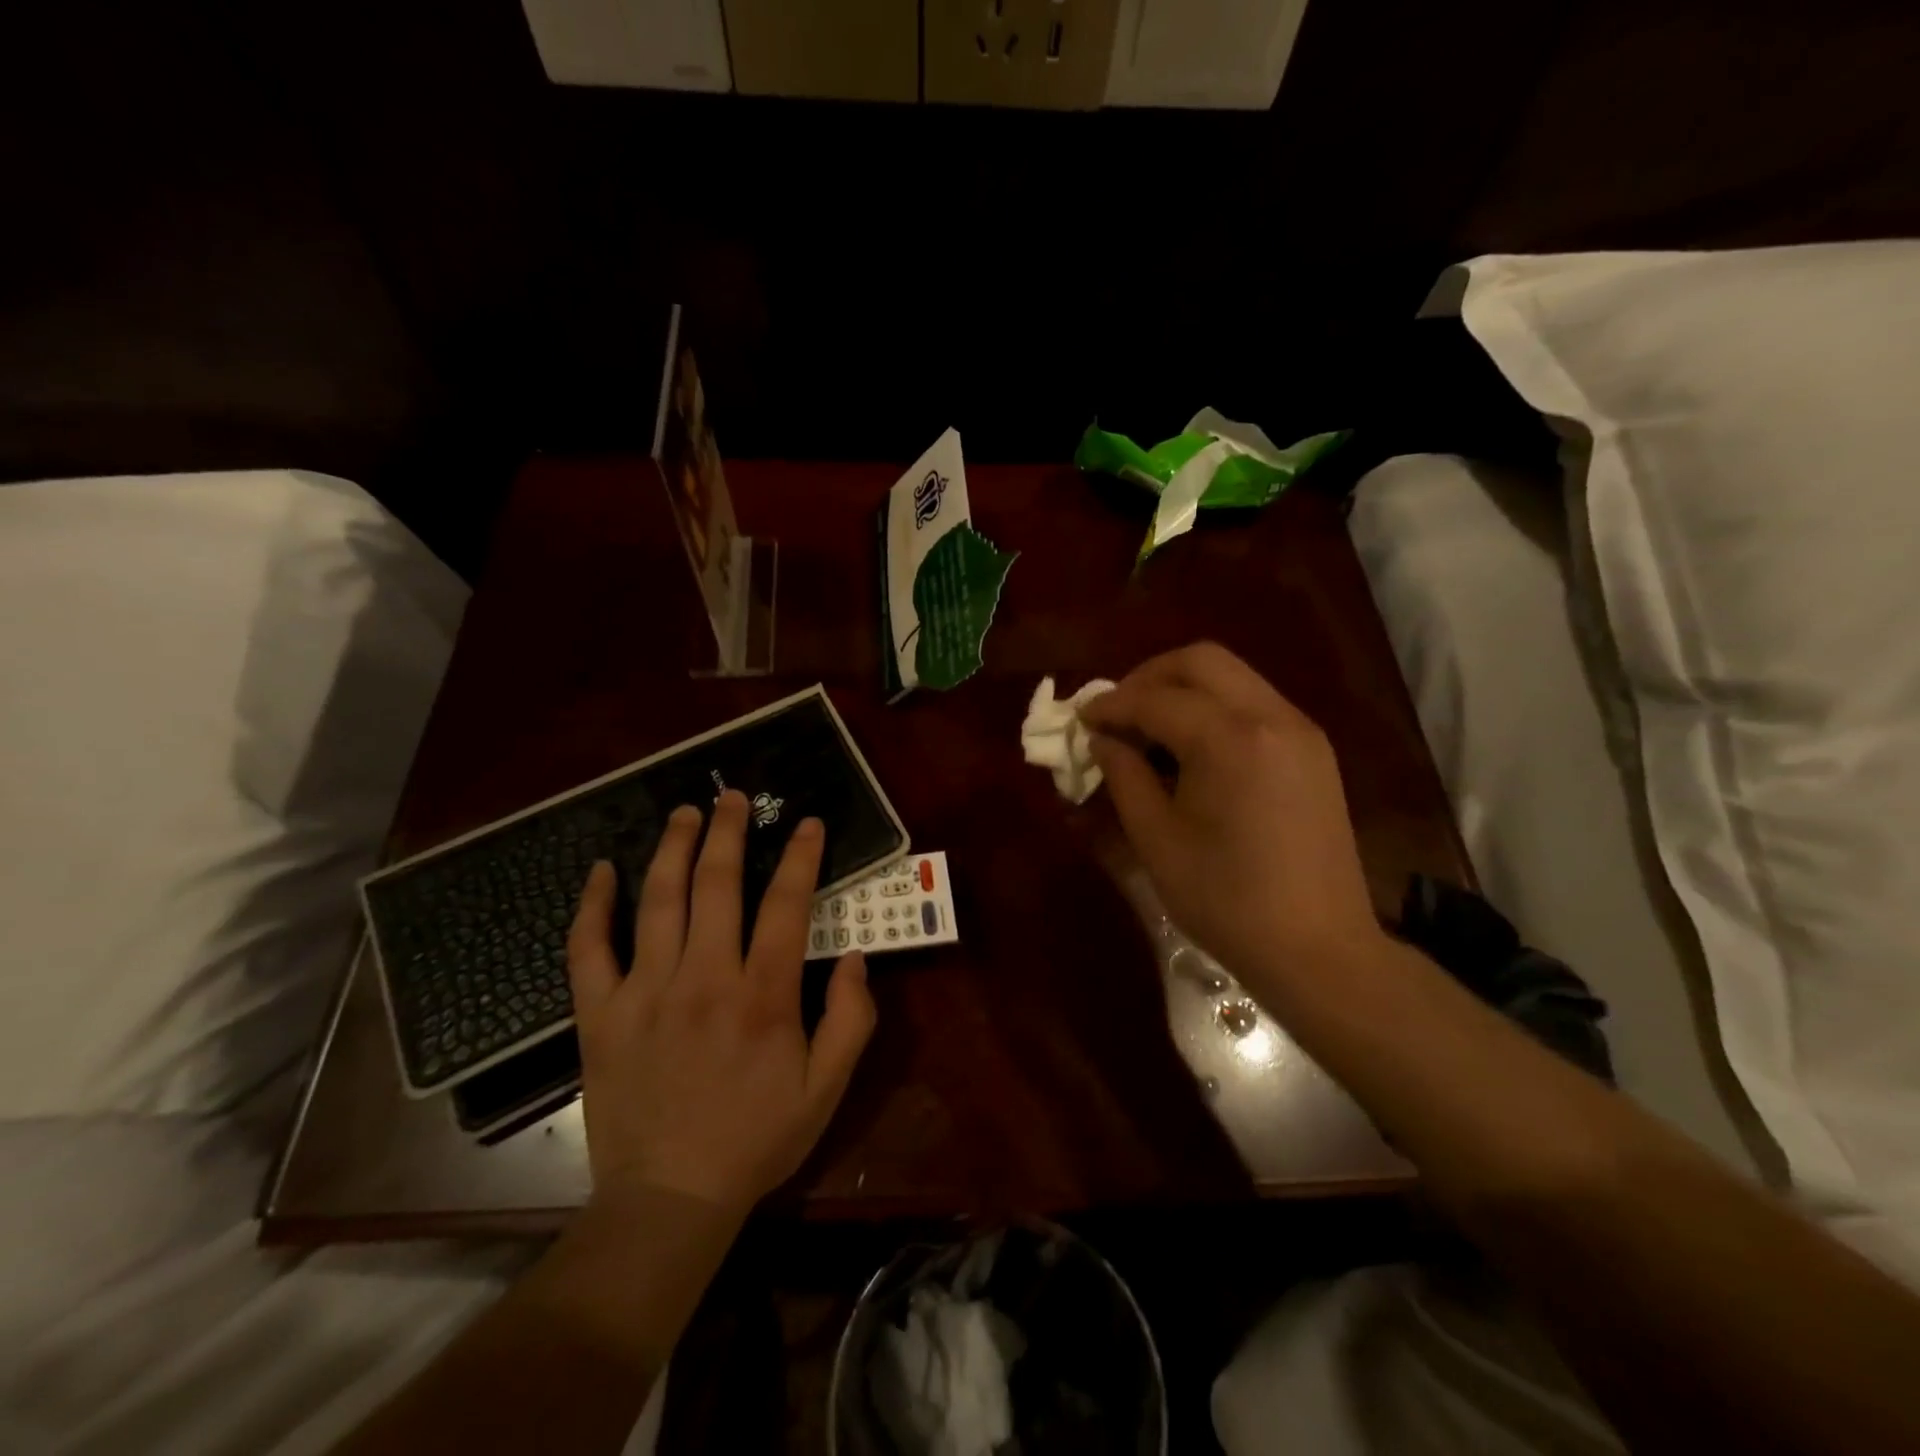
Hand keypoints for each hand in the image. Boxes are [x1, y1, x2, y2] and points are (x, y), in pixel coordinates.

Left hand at [565, 790, 875, 1220]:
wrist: (668, 1200)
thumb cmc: (756, 1140)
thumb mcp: (827, 1089)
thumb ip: (852, 1018)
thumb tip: (854, 956)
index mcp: (762, 996)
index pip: (786, 905)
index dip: (800, 857)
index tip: (805, 823)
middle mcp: (703, 979)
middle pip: (717, 885)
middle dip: (728, 832)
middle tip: (733, 796)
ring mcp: (645, 992)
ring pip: (658, 901)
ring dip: (673, 848)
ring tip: (684, 813)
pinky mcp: (600, 1014)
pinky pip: (588, 948)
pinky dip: (592, 906)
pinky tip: (600, 871)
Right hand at [1082, 642, 1382, 985]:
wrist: (1320, 949)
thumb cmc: (1227, 901)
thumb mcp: (1157, 840)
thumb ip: (1124, 776)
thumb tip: (1104, 740)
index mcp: (1231, 739)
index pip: (1157, 699)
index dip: (1111, 705)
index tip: (1080, 719)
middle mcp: (1272, 717)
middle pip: (1201, 661)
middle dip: (1149, 677)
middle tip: (1116, 712)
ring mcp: (1300, 730)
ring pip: (1232, 677)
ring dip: (1183, 689)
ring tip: (1148, 728)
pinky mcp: (1313, 751)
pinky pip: (1254, 704)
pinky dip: (1214, 708)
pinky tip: (1191, 747)